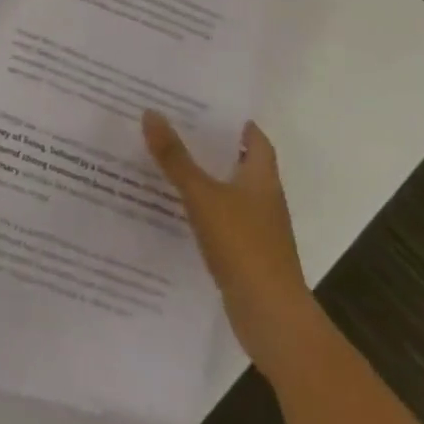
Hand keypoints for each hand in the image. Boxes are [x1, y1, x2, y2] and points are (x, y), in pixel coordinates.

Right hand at [143, 111, 317, 375]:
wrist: (273, 320)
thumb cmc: (244, 247)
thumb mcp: (203, 196)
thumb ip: (175, 157)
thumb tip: (150, 112)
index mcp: (262, 178)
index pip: (254, 138)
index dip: (233, 120)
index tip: (202, 103)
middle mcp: (263, 199)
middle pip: (238, 161)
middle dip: (209, 143)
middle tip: (171, 122)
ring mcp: (256, 229)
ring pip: (226, 190)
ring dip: (202, 175)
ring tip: (163, 157)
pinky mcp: (245, 254)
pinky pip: (219, 218)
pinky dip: (199, 207)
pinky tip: (172, 205)